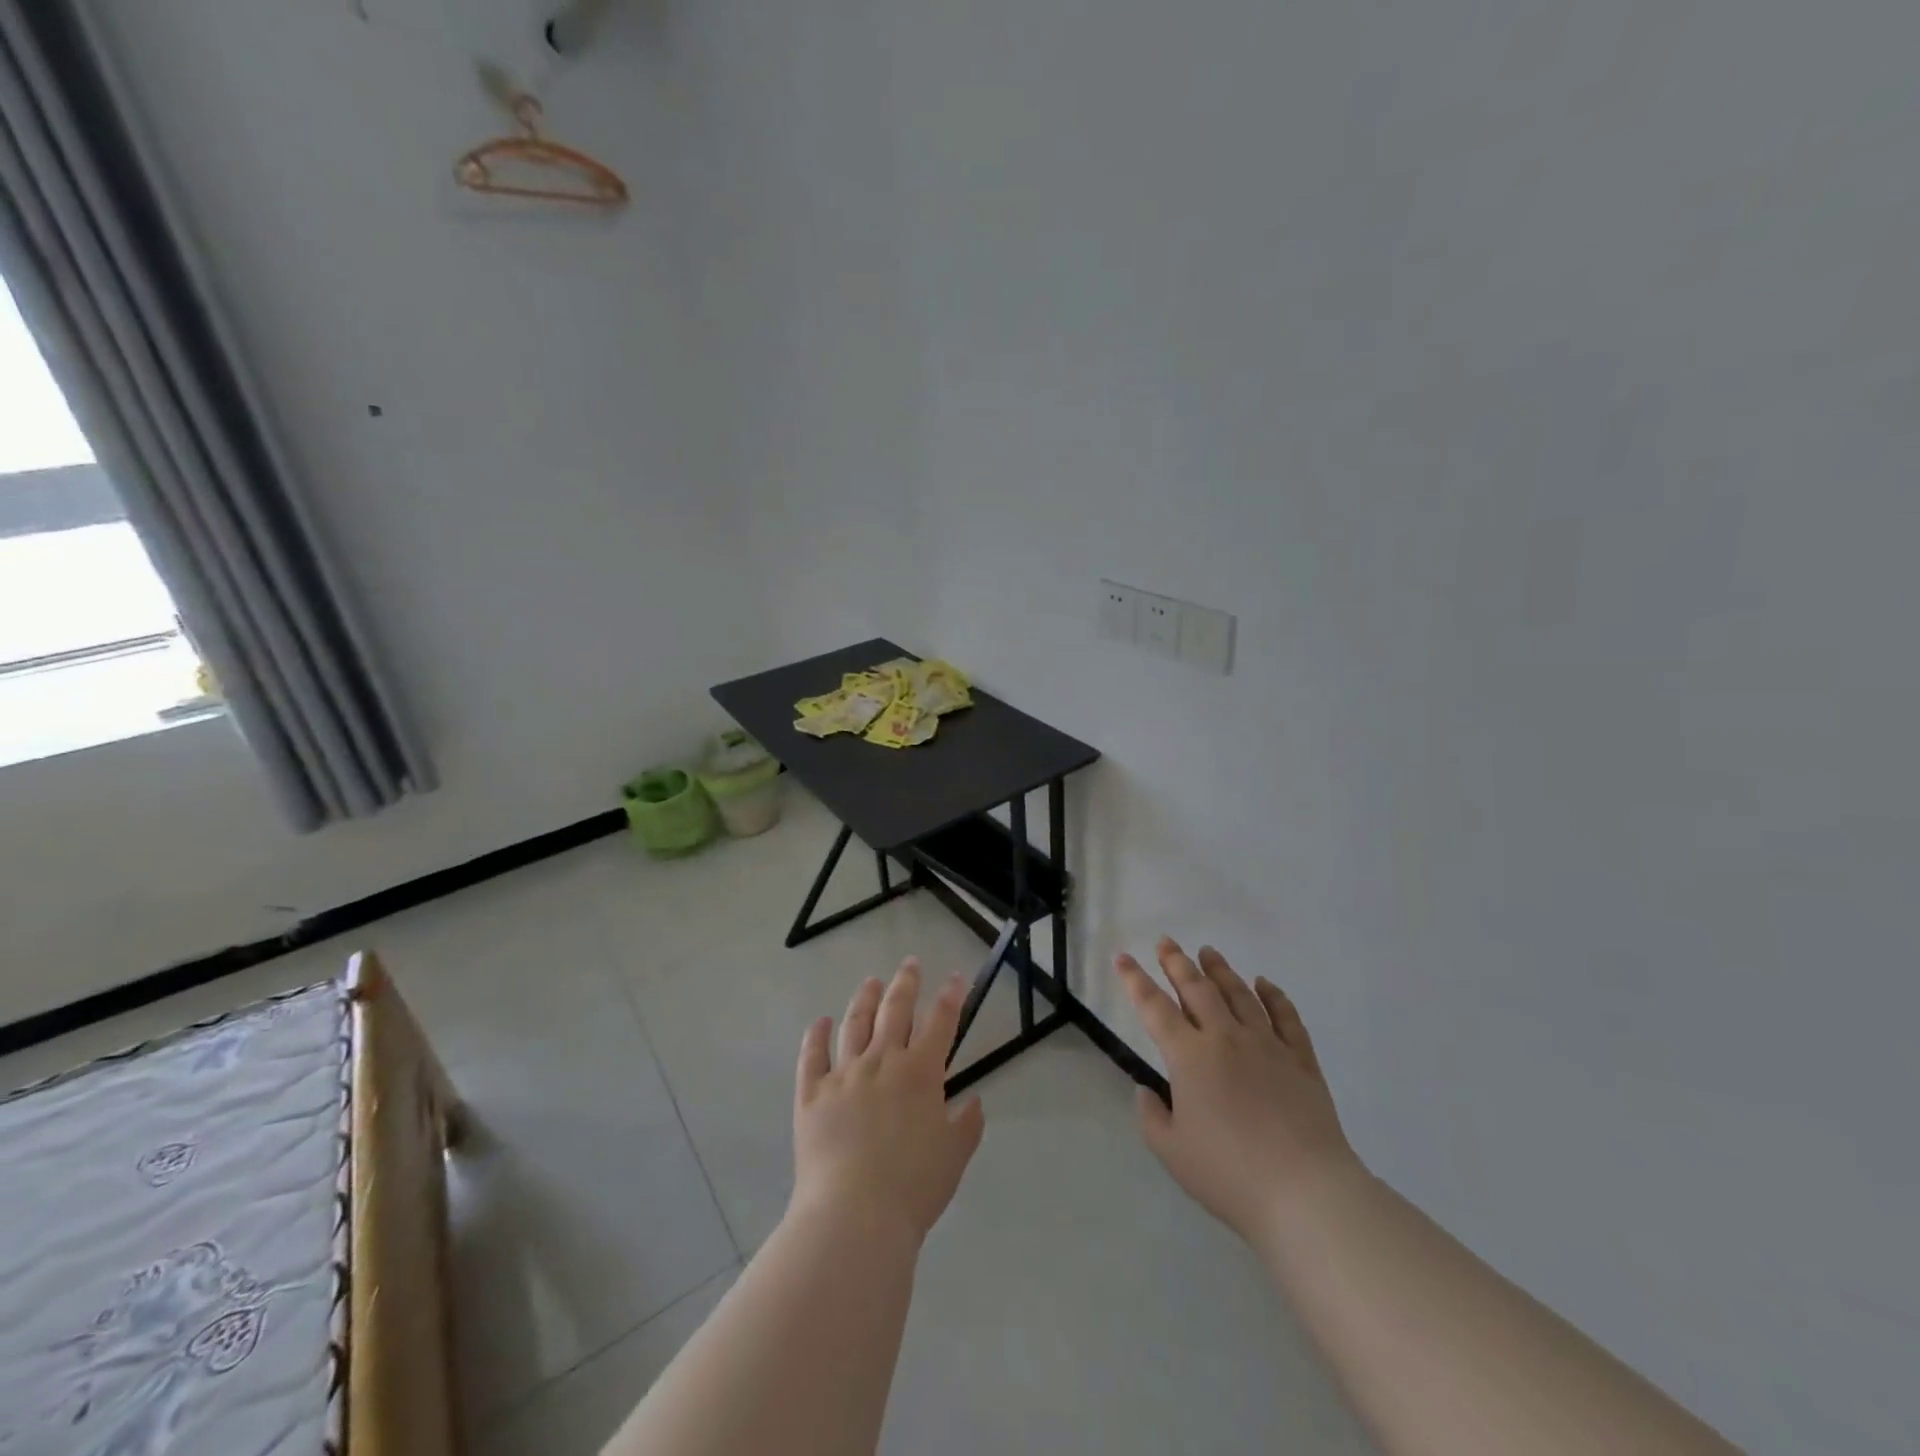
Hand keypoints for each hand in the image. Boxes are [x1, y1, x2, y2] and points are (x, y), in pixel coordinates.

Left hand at [791, 958, 985, 1245]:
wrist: (854, 1215)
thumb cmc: (913, 1188)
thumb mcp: (954, 1157)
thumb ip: (966, 1125)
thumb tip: (973, 1101)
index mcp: (921, 1073)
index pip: (941, 1022)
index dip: (951, 996)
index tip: (956, 977)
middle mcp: (882, 1061)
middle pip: (895, 1010)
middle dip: (906, 983)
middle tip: (910, 963)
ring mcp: (844, 1074)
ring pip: (855, 1024)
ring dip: (865, 999)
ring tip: (871, 982)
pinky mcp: (812, 1094)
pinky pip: (812, 1056)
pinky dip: (816, 1036)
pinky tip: (820, 1022)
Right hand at [1115, 937, 1363, 1248]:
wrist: (1305, 1193)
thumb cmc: (1230, 1174)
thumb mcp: (1172, 1152)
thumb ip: (1151, 1116)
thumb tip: (1146, 1089)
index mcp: (1189, 1057)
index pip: (1154, 1007)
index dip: (1135, 979)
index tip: (1122, 956)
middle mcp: (1225, 1038)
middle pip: (1197, 989)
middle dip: (1177, 962)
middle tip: (1166, 941)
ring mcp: (1267, 1045)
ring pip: (1239, 994)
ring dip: (1220, 970)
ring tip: (1208, 951)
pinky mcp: (1301, 1060)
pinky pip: (1286, 1017)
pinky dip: (1273, 996)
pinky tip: (1264, 983)